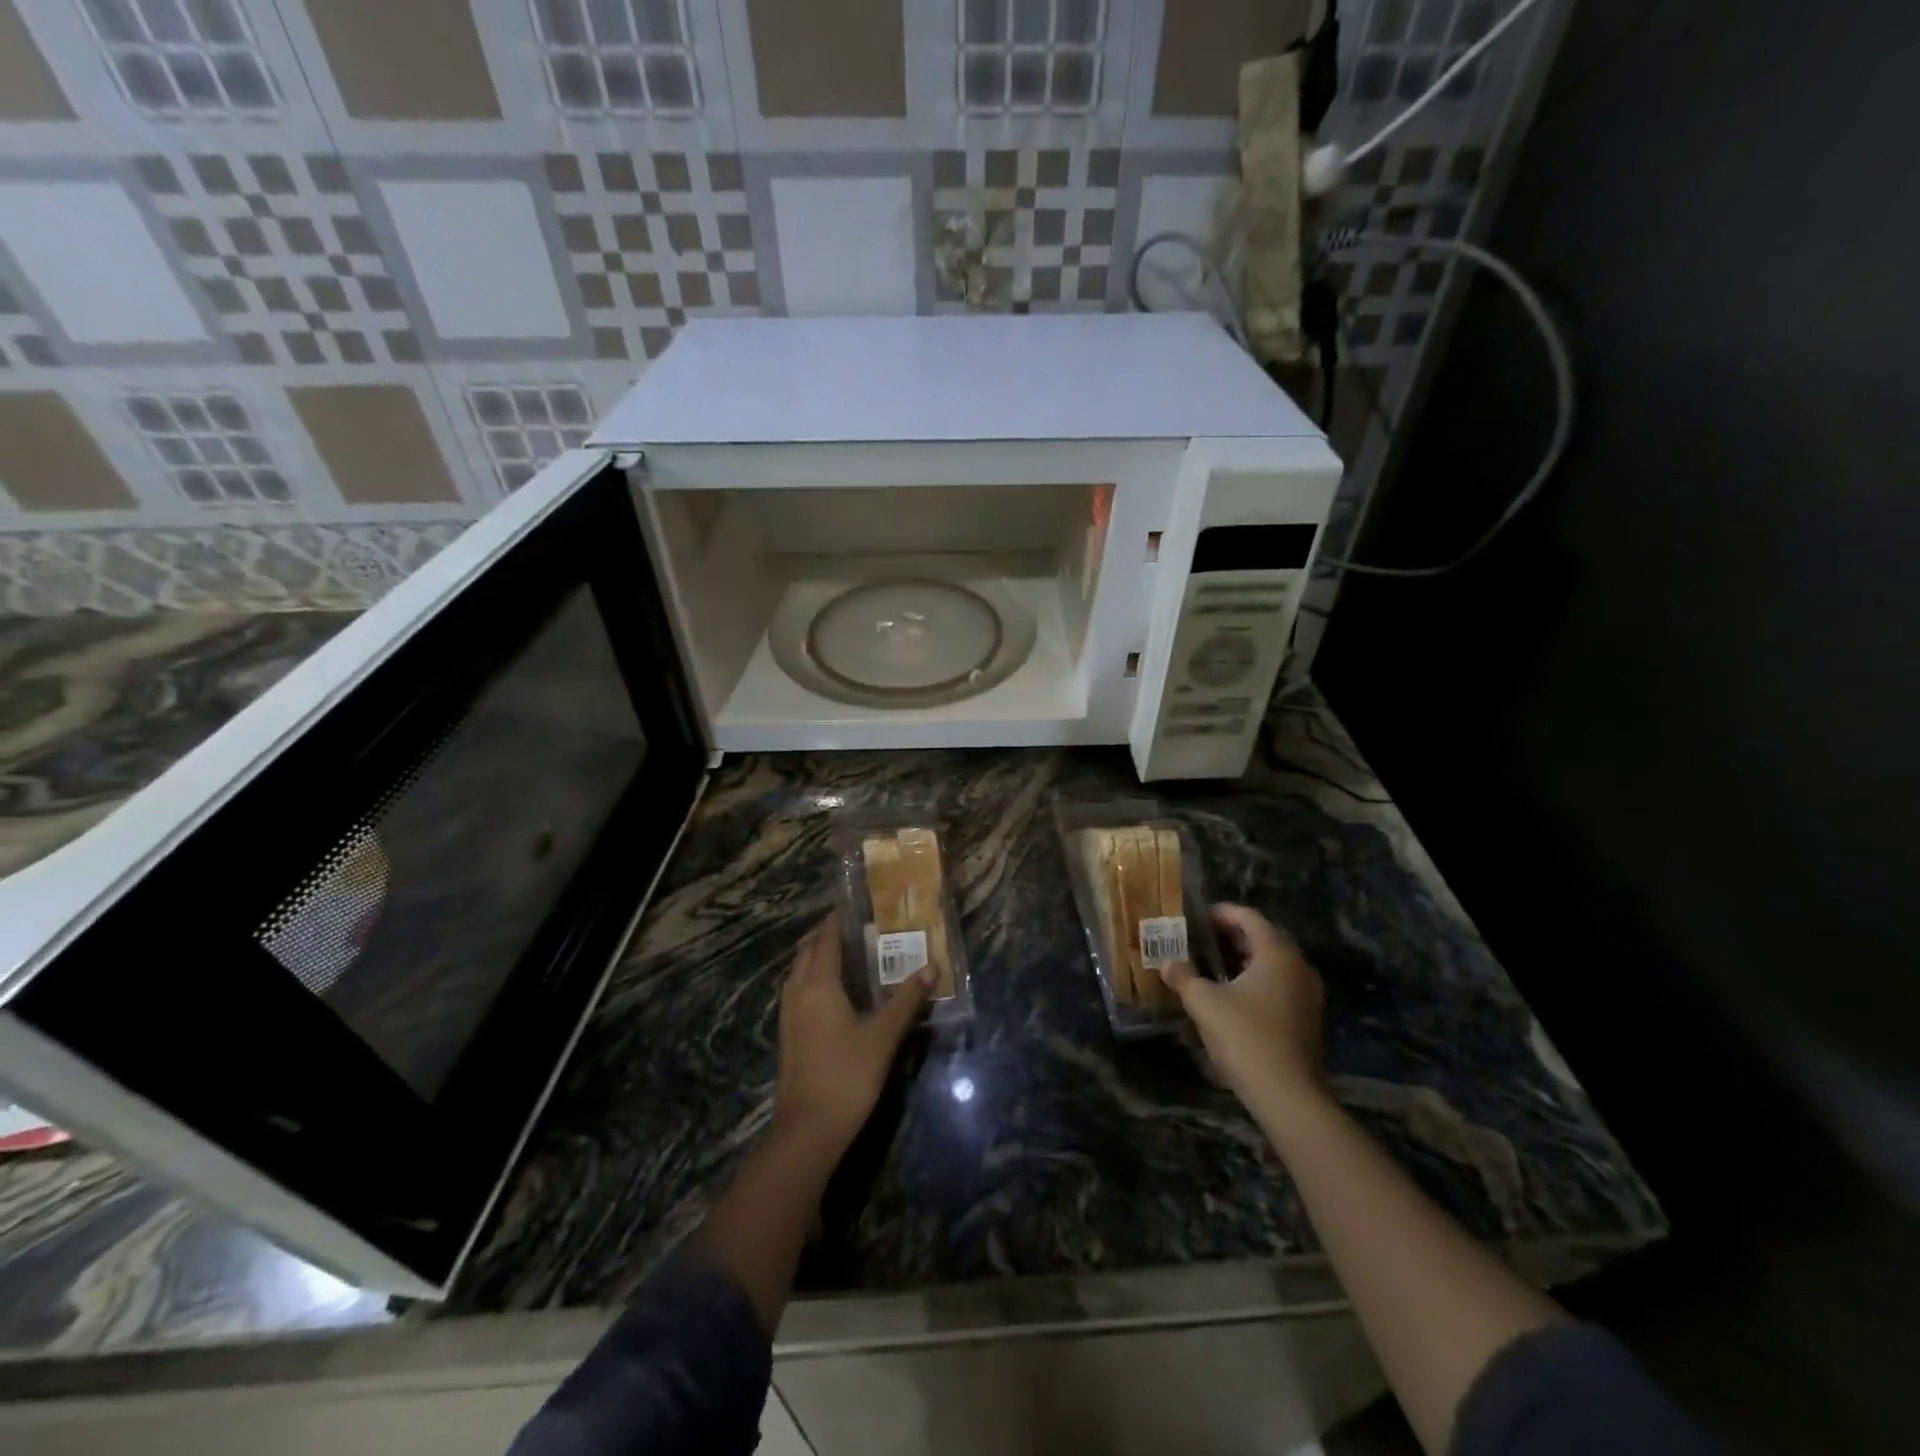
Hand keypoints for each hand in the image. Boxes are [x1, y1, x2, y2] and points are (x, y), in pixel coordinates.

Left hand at [772, 913, 931, 1159]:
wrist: (808, 1130)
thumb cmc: (848, 1074)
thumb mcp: (884, 1036)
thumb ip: (907, 1000)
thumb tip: (932, 967)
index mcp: (819, 985)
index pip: (827, 939)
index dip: (838, 920)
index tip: (856, 905)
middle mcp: (798, 992)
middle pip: (808, 951)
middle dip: (827, 935)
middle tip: (856, 927)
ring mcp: (789, 1015)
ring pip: (799, 972)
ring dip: (817, 956)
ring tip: (846, 954)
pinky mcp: (789, 1035)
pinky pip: (798, 991)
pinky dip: (812, 978)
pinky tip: (833, 992)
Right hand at [1160, 904, 1328, 1124]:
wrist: (1288, 1096)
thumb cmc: (1245, 1037)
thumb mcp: (1204, 1003)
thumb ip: (1184, 977)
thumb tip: (1168, 963)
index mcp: (1277, 954)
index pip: (1249, 918)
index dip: (1222, 913)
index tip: (1197, 917)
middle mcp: (1298, 967)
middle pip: (1263, 939)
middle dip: (1230, 937)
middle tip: (1200, 940)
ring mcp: (1307, 995)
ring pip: (1271, 965)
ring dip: (1242, 961)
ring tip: (1210, 967)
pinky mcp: (1306, 1019)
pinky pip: (1278, 986)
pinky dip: (1254, 982)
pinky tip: (1230, 996)